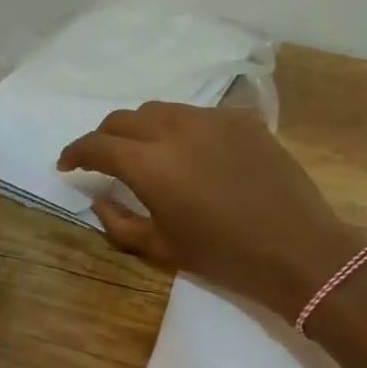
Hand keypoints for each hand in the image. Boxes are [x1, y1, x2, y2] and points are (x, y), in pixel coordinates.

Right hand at [59, 103, 361, 320]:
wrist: (298, 249)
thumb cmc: (225, 257)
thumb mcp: (163, 248)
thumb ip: (120, 222)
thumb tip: (99, 198)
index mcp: (151, 164)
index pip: (98, 145)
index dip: (76, 152)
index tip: (67, 165)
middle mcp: (176, 129)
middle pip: (125, 118)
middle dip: (106, 137)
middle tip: (104, 159)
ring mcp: (212, 119)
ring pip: (162, 110)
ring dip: (143, 128)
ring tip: (147, 152)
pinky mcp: (242, 119)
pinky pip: (199, 115)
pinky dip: (182, 129)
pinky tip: (193, 153)